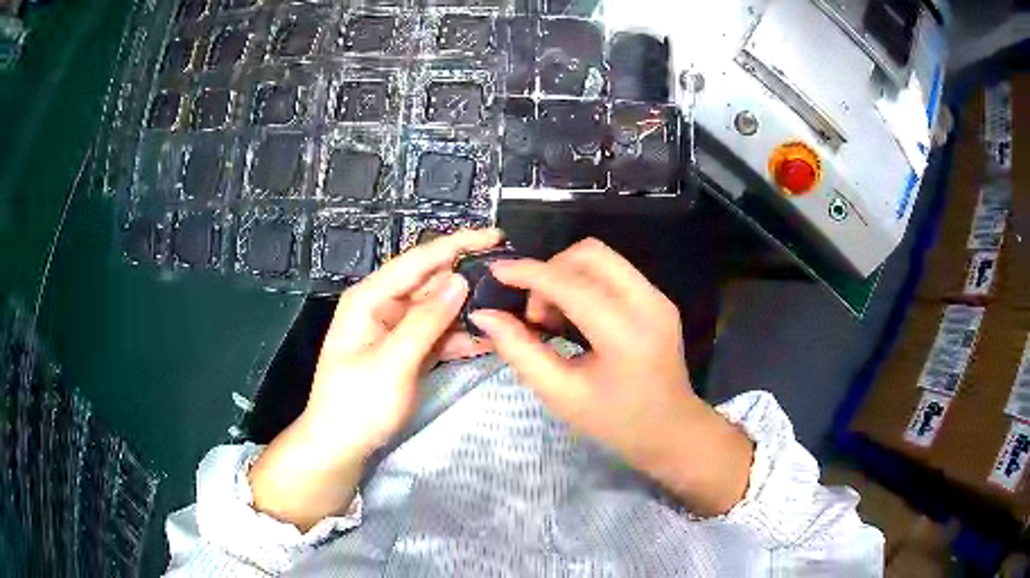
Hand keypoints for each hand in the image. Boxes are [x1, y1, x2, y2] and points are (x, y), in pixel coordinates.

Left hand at [250, 228, 501, 529]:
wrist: (340, 446)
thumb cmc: (358, 404)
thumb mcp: (392, 363)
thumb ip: (426, 321)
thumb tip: (459, 280)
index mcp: (370, 298)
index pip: (418, 260)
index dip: (457, 245)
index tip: (495, 236)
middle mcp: (383, 306)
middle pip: (431, 282)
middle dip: (468, 277)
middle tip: (510, 275)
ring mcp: (395, 330)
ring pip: (438, 309)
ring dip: (469, 310)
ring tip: (508, 307)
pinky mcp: (406, 351)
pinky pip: (437, 335)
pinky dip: (459, 337)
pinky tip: (488, 339)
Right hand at [470, 238, 752, 515]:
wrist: (670, 429)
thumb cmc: (615, 422)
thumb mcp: (560, 394)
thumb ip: (520, 351)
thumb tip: (485, 316)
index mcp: (625, 334)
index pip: (570, 284)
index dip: (528, 273)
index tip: (496, 272)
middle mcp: (648, 303)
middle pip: (589, 254)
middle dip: (550, 272)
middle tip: (536, 314)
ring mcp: (657, 297)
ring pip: (601, 257)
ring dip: (567, 275)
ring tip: (555, 317)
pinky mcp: (658, 298)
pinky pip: (613, 271)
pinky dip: (585, 282)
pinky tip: (576, 316)